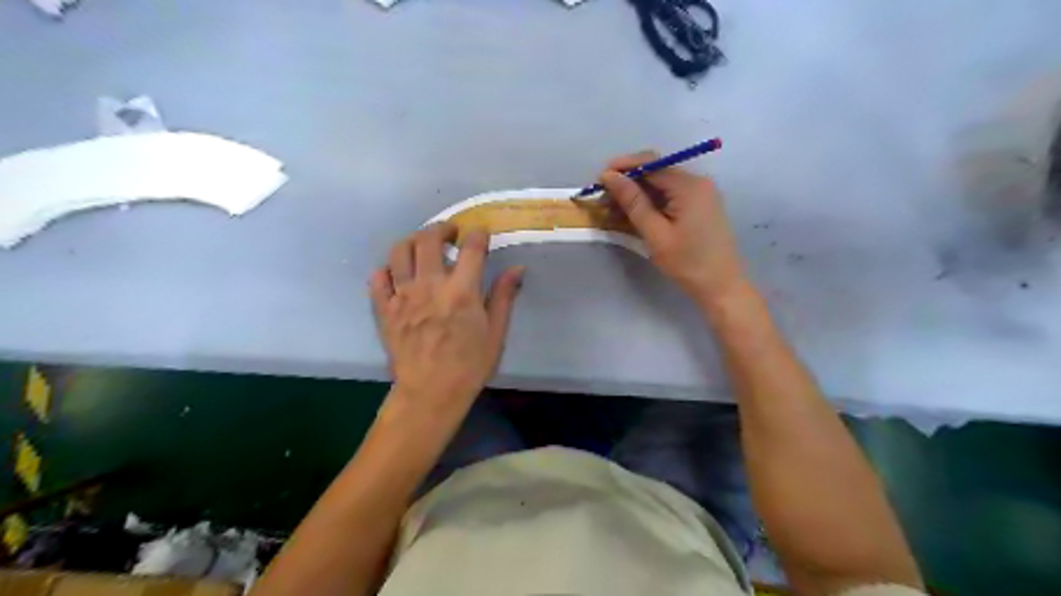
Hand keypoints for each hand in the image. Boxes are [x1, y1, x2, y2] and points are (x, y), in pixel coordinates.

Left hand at [370, 221, 525, 410]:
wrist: (430, 393)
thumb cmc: (469, 365)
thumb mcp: (496, 333)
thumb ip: (504, 296)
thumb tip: (517, 268)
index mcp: (462, 291)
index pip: (471, 247)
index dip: (478, 234)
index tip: (481, 234)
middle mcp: (430, 285)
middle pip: (429, 238)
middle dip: (442, 228)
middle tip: (451, 233)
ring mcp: (402, 296)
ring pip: (399, 251)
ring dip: (413, 241)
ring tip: (422, 247)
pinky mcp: (384, 309)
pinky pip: (378, 278)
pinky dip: (387, 270)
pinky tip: (398, 274)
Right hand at [600, 151, 749, 302]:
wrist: (721, 287)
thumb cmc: (688, 263)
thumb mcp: (655, 234)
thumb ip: (633, 202)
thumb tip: (610, 176)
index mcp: (689, 186)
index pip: (651, 163)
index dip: (622, 167)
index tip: (598, 180)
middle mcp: (697, 182)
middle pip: (656, 171)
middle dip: (627, 181)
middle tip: (603, 198)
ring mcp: (700, 194)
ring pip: (661, 184)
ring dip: (637, 193)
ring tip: (612, 208)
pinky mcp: (699, 206)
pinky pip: (670, 196)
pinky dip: (650, 202)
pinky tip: (633, 214)